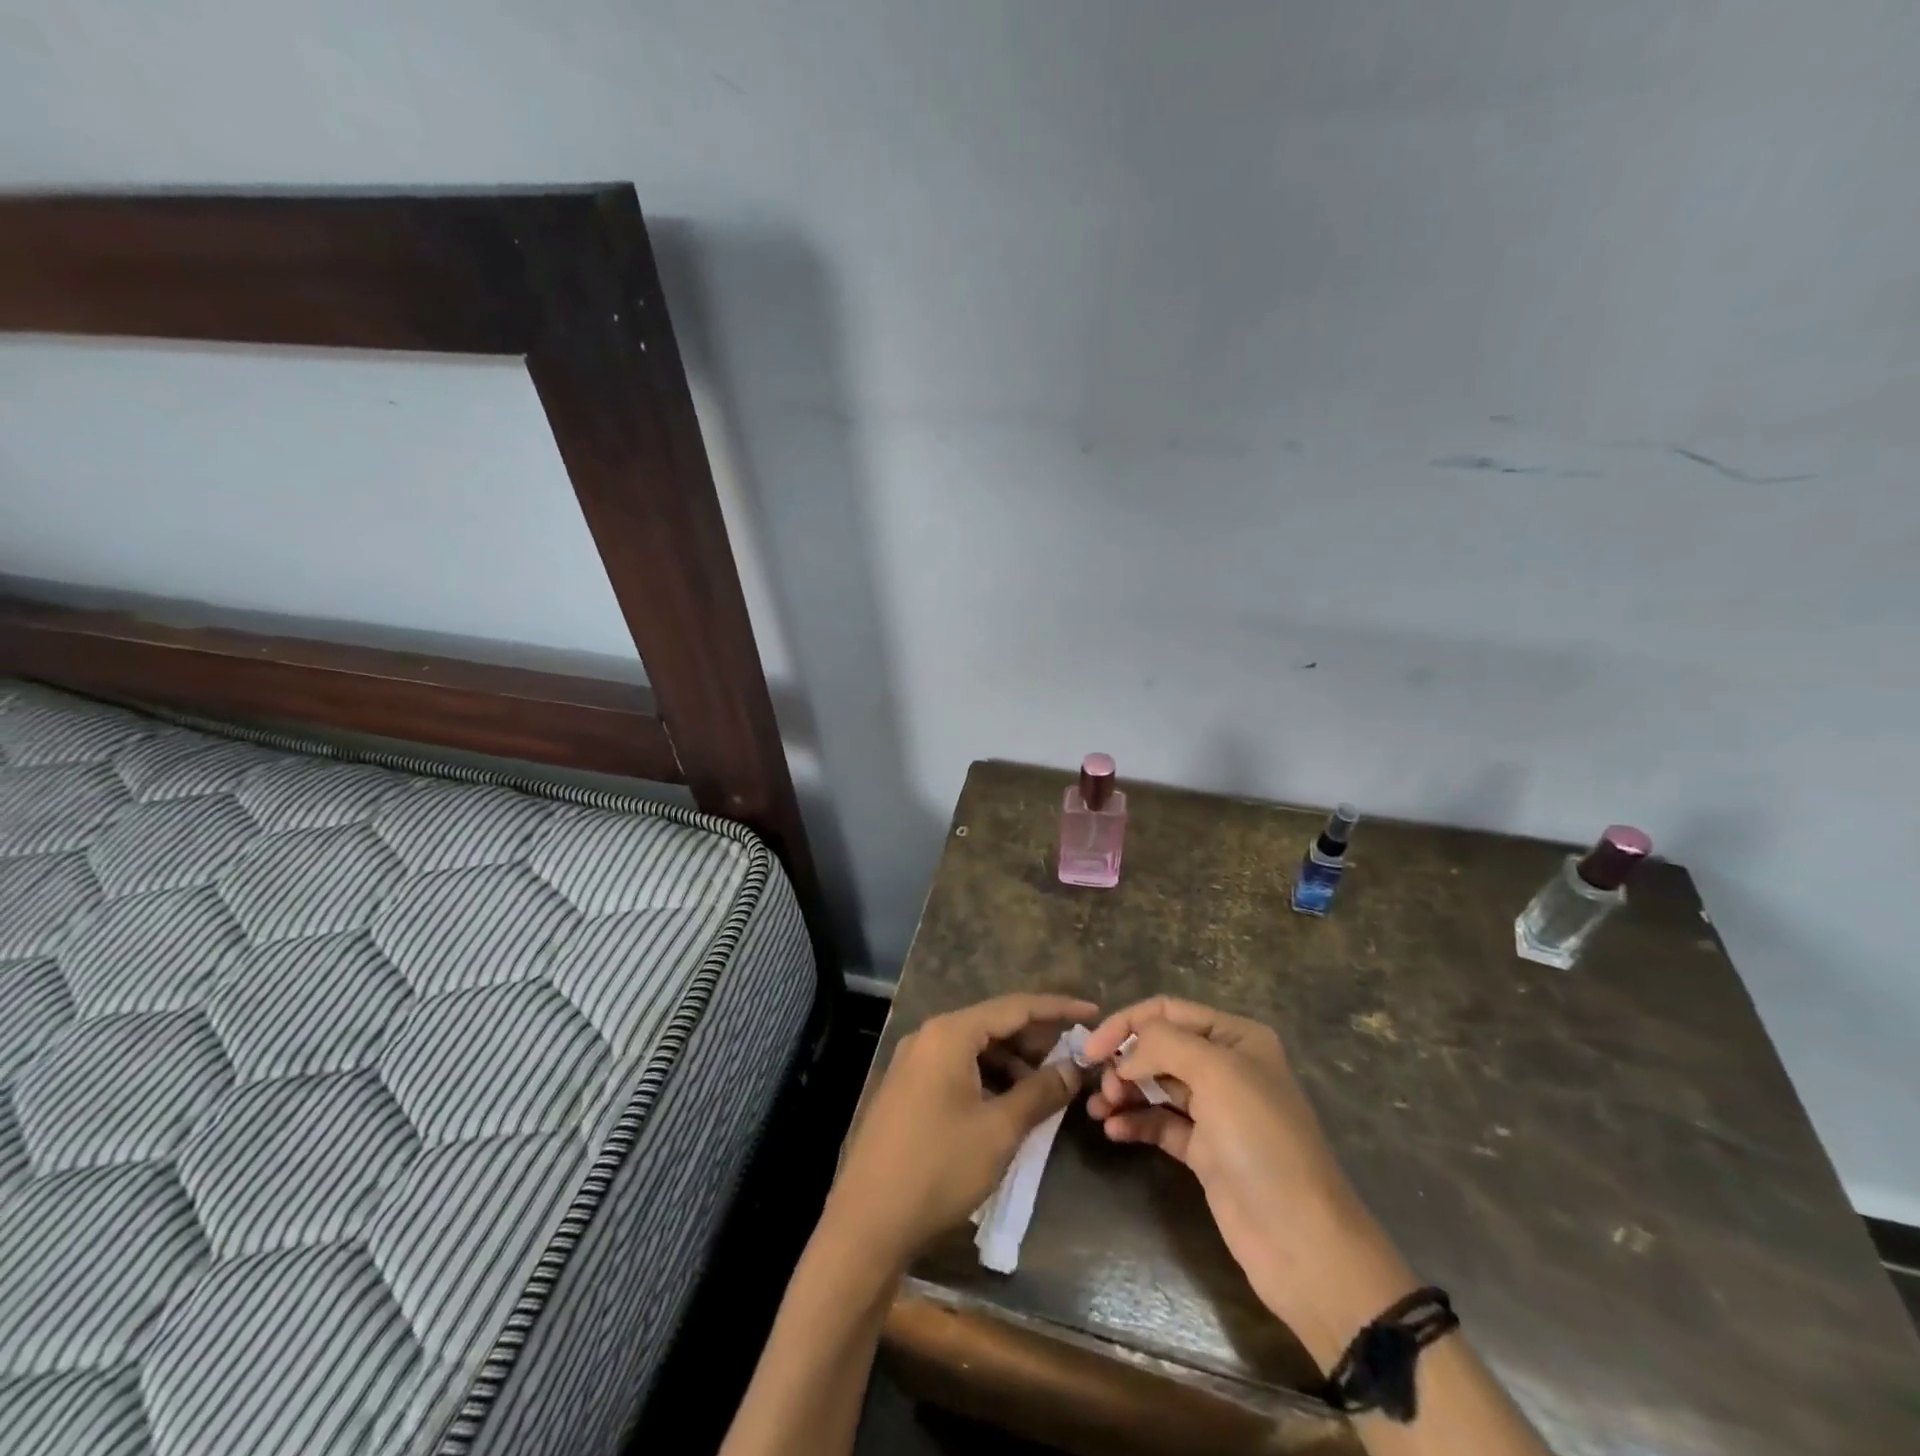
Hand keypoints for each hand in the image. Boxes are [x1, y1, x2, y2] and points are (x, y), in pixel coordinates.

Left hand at [826, 993, 1098, 1270]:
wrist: (866, 1222)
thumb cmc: (938, 1168)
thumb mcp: (999, 1130)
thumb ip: (1040, 1092)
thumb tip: (1074, 1068)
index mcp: (949, 1034)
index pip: (1014, 1007)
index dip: (1057, 1009)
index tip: (1093, 1013)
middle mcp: (929, 1037)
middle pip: (993, 1024)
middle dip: (1036, 1039)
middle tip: (1076, 1056)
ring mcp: (914, 1062)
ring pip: (975, 1048)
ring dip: (1013, 1062)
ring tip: (1049, 1086)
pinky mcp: (908, 1089)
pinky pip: (958, 1068)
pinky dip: (988, 1077)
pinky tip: (1010, 1103)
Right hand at [1081, 997, 1415, 1361]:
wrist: (1301, 1241)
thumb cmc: (1260, 1141)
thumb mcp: (1215, 1072)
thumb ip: (1162, 1044)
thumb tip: (1126, 1054)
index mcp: (1236, 1037)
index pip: (1167, 1011)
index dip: (1126, 1023)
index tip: (1091, 1049)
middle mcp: (1226, 1067)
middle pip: (1159, 1048)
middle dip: (1125, 1061)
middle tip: (1103, 1089)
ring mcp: (1217, 1111)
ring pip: (1156, 1086)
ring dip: (1124, 1092)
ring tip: (1099, 1111)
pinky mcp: (1206, 1151)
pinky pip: (1161, 1123)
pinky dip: (1135, 1122)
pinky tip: (1113, 1131)